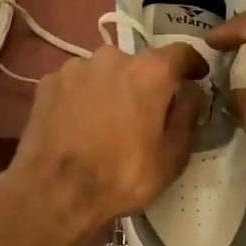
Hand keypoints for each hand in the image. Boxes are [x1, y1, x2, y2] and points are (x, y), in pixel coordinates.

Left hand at [0, 43, 207, 245]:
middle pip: (138, 63)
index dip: (192, 63)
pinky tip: (78, 124)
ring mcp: (75, 67)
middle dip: (146, 83)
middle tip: (144, 112)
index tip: (197, 76)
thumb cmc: (121, 176)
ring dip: (110, 88)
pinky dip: (82, 97)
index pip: (180, 52)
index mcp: (149, 72)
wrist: (53, 192)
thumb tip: (191, 92)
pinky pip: (75, 83)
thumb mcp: (171, 157)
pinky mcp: (48, 81)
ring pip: (103, 72)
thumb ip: (187, 116)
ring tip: (106, 120)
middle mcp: (112, 57)